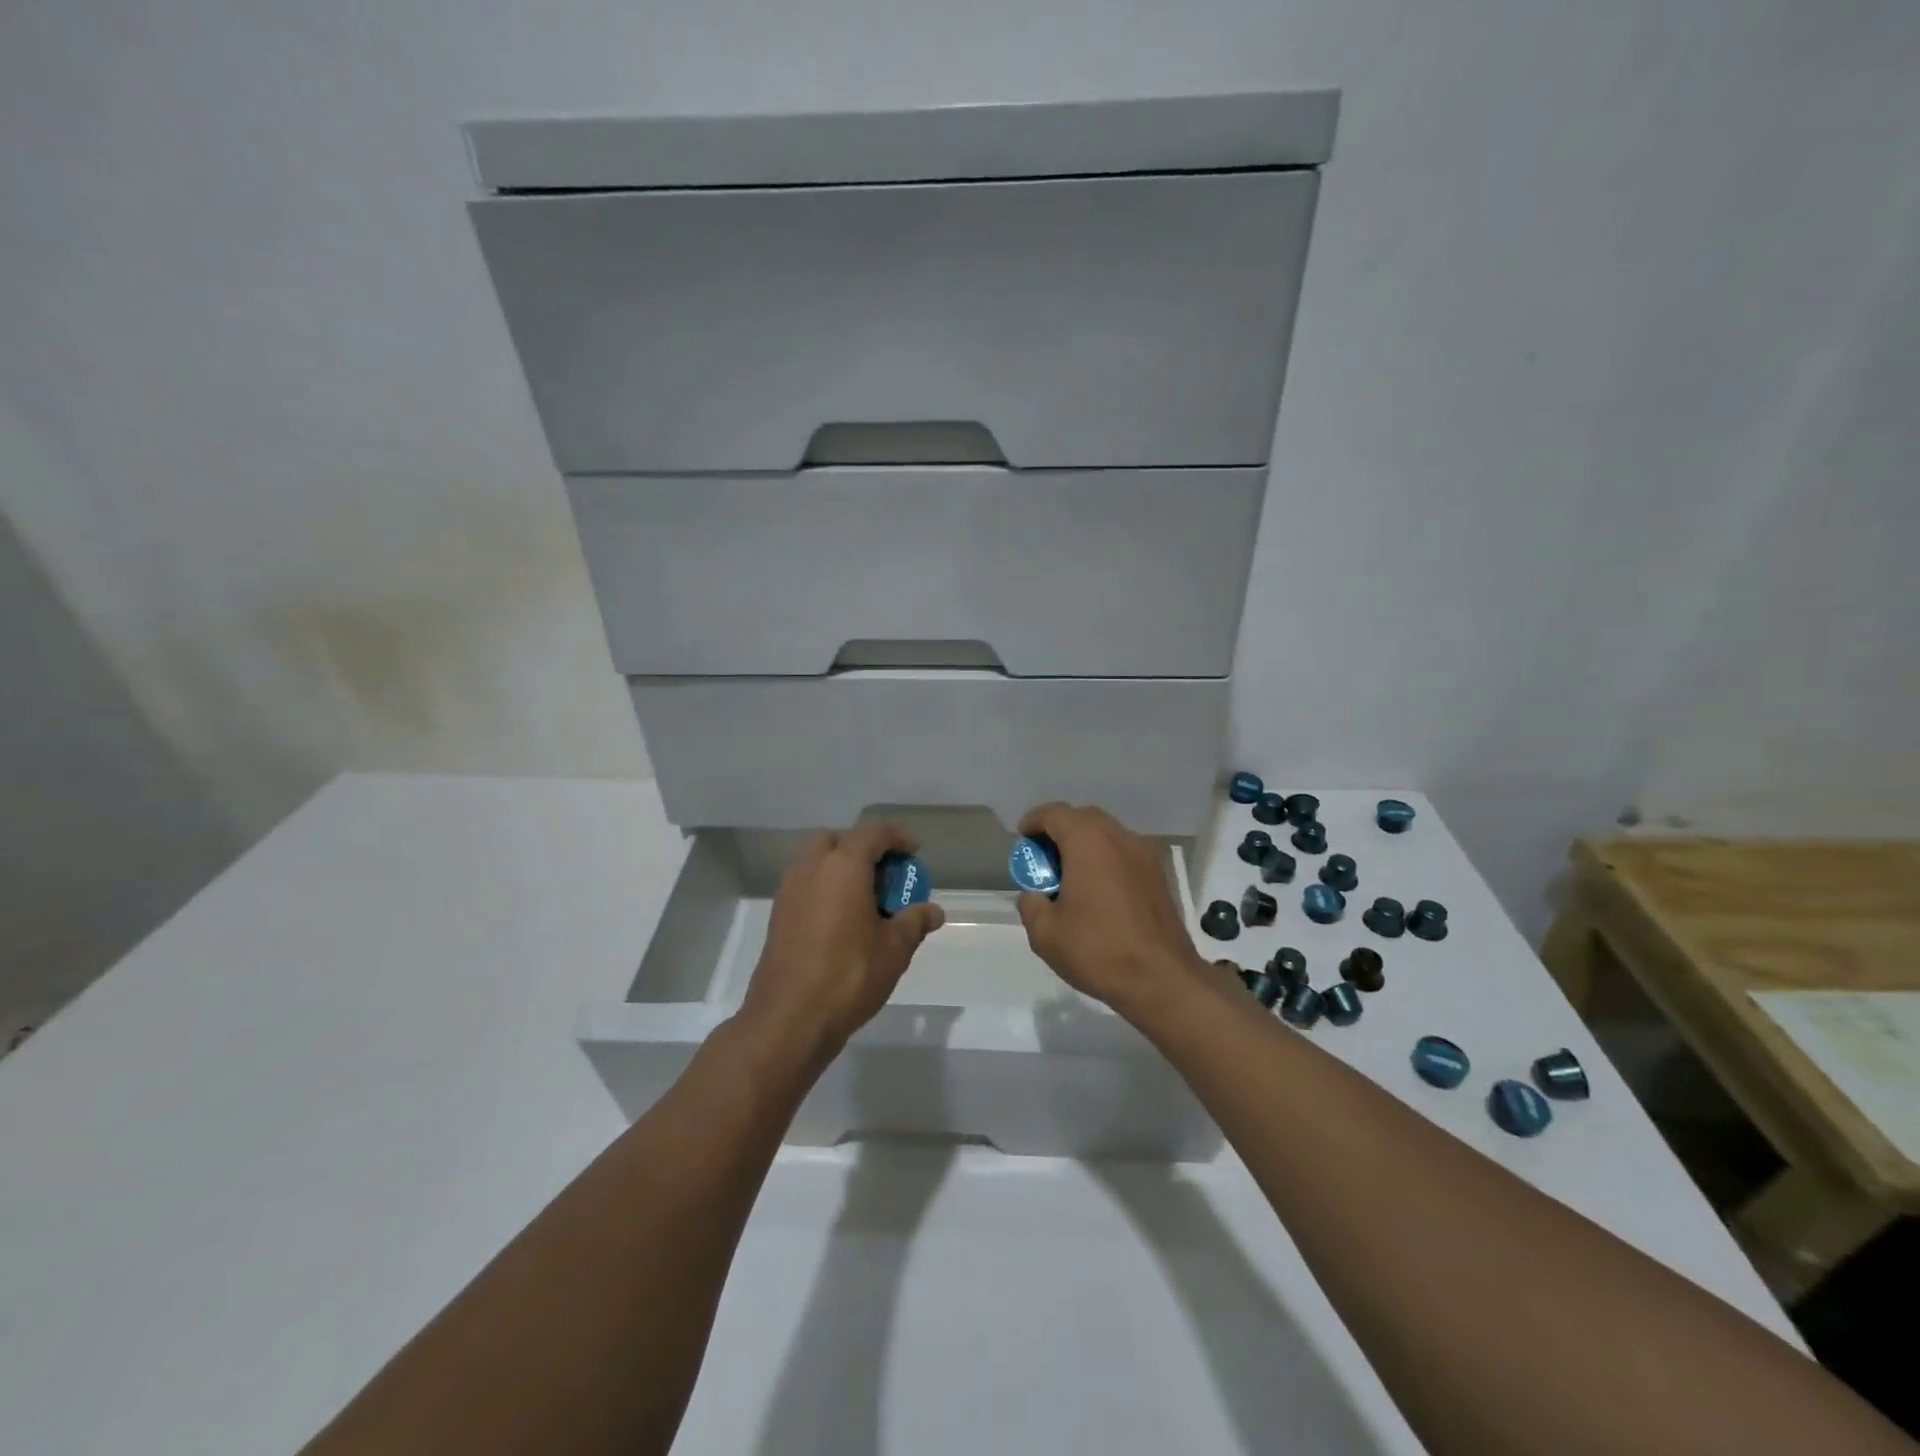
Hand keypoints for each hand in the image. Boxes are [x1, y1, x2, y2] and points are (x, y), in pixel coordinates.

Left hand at [737, 823, 944, 1067]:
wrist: (788, 1019)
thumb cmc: (848, 976)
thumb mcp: (894, 950)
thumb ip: (914, 922)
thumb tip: (934, 911)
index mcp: (843, 866)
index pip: (873, 834)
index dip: (897, 838)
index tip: (913, 853)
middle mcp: (811, 868)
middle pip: (837, 840)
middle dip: (861, 848)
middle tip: (883, 873)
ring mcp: (789, 891)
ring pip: (815, 861)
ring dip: (839, 867)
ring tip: (864, 897)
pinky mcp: (777, 915)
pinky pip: (804, 884)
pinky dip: (824, 887)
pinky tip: (841, 919)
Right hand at [1014, 803, 1210, 1022]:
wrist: (1162, 979)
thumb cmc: (1098, 950)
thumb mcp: (1045, 933)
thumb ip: (1031, 905)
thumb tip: (1035, 896)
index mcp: (1088, 841)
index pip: (1054, 813)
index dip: (1033, 822)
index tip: (1022, 839)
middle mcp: (1119, 837)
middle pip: (1083, 818)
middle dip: (1059, 832)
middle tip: (1044, 859)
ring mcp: (1144, 854)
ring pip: (1107, 835)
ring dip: (1084, 846)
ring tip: (1070, 876)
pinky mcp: (1158, 875)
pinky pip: (1124, 854)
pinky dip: (1105, 860)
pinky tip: (1097, 891)